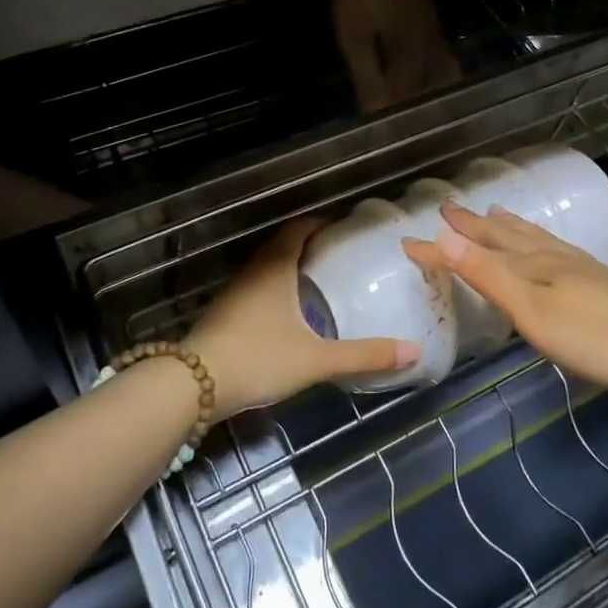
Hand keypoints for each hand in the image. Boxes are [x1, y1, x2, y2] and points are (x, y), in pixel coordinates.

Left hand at [186, 219, 418, 417]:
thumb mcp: (316, 359)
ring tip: (317, 283)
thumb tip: (413, 350)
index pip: (298, 228)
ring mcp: (234, 292)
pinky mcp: (223, 313)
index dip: (320, 223)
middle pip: (281, 245)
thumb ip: (364, 355)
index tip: (342, 228)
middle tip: (337, 257)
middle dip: (308, 246)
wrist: (194, 384)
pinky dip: (274, 290)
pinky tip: (286, 315)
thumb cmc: (259, 357)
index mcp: (276, 267)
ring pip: (266, 268)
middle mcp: (253, 271)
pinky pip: (255, 288)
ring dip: (288, 268)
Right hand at [404, 203, 607, 393]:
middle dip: (473, 225)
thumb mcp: (529, 306)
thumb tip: (441, 236)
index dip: (440, 247)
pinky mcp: (599, 283)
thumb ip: (486, 273)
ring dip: (508, 226)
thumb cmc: (591, 333)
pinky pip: (554, 249)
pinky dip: (538, 241)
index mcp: (529, 262)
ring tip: (495, 214)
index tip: (407, 241)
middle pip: (504, 234)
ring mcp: (578, 268)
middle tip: (450, 209)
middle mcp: (550, 256)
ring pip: (533, 238)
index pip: (473, 250)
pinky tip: (550, 249)